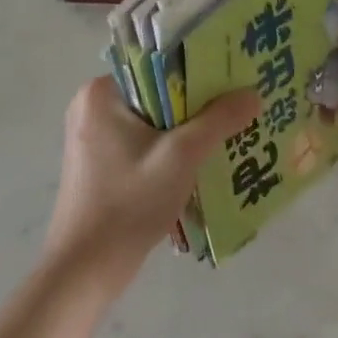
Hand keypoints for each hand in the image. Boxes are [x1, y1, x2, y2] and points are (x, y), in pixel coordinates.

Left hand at [42, 76, 258, 295]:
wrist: (84, 272)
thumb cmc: (129, 203)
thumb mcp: (182, 156)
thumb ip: (219, 120)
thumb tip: (254, 94)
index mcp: (102, 92)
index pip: (159, 64)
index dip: (200, 69)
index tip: (233, 76)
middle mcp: (92, 106)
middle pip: (158, 91)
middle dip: (197, 101)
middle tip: (237, 103)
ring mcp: (92, 136)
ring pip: (153, 118)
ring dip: (187, 126)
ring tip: (228, 128)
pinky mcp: (98, 163)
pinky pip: (143, 139)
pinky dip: (170, 146)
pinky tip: (200, 158)